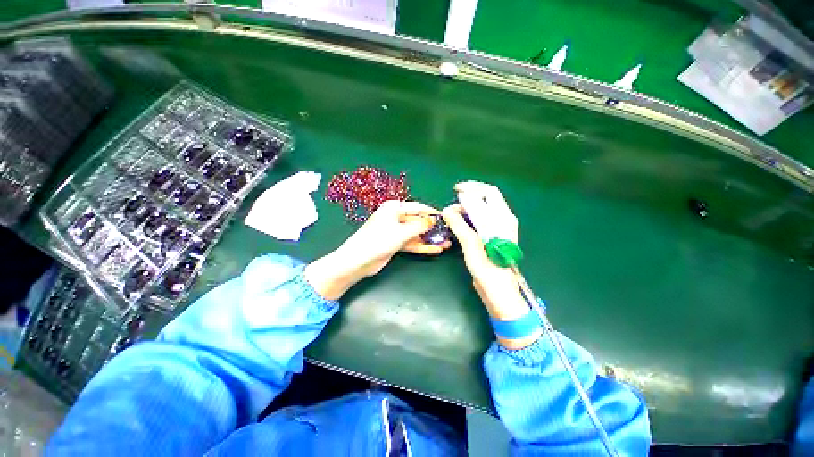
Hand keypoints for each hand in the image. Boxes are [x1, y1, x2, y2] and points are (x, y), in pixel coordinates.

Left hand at [306, 200, 450, 299]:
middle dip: (433, 228)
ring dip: (429, 239)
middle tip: (448, 234)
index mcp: (394, 208)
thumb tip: (434, 220)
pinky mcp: (395, 243)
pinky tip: (435, 250)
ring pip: (416, 233)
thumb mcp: (402, 231)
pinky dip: (422, 246)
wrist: (358, 261)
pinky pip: (411, 242)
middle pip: (418, 221)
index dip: (432, 212)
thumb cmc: (379, 240)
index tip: (446, 217)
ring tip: (446, 244)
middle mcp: (395, 217)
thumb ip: (420, 225)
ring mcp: (395, 231)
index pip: (418, 207)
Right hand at [443, 181, 540, 348]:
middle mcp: (503, 220)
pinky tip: (459, 223)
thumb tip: (447, 210)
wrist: (500, 292)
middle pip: (486, 199)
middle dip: (468, 198)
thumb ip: (460, 225)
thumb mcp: (472, 246)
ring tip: (452, 215)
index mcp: (503, 219)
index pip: (489, 193)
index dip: (472, 188)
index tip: (455, 190)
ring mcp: (498, 229)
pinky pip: (480, 220)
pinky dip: (468, 217)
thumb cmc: (488, 269)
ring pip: (482, 210)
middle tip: (451, 207)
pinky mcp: (492, 237)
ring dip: (467, 208)